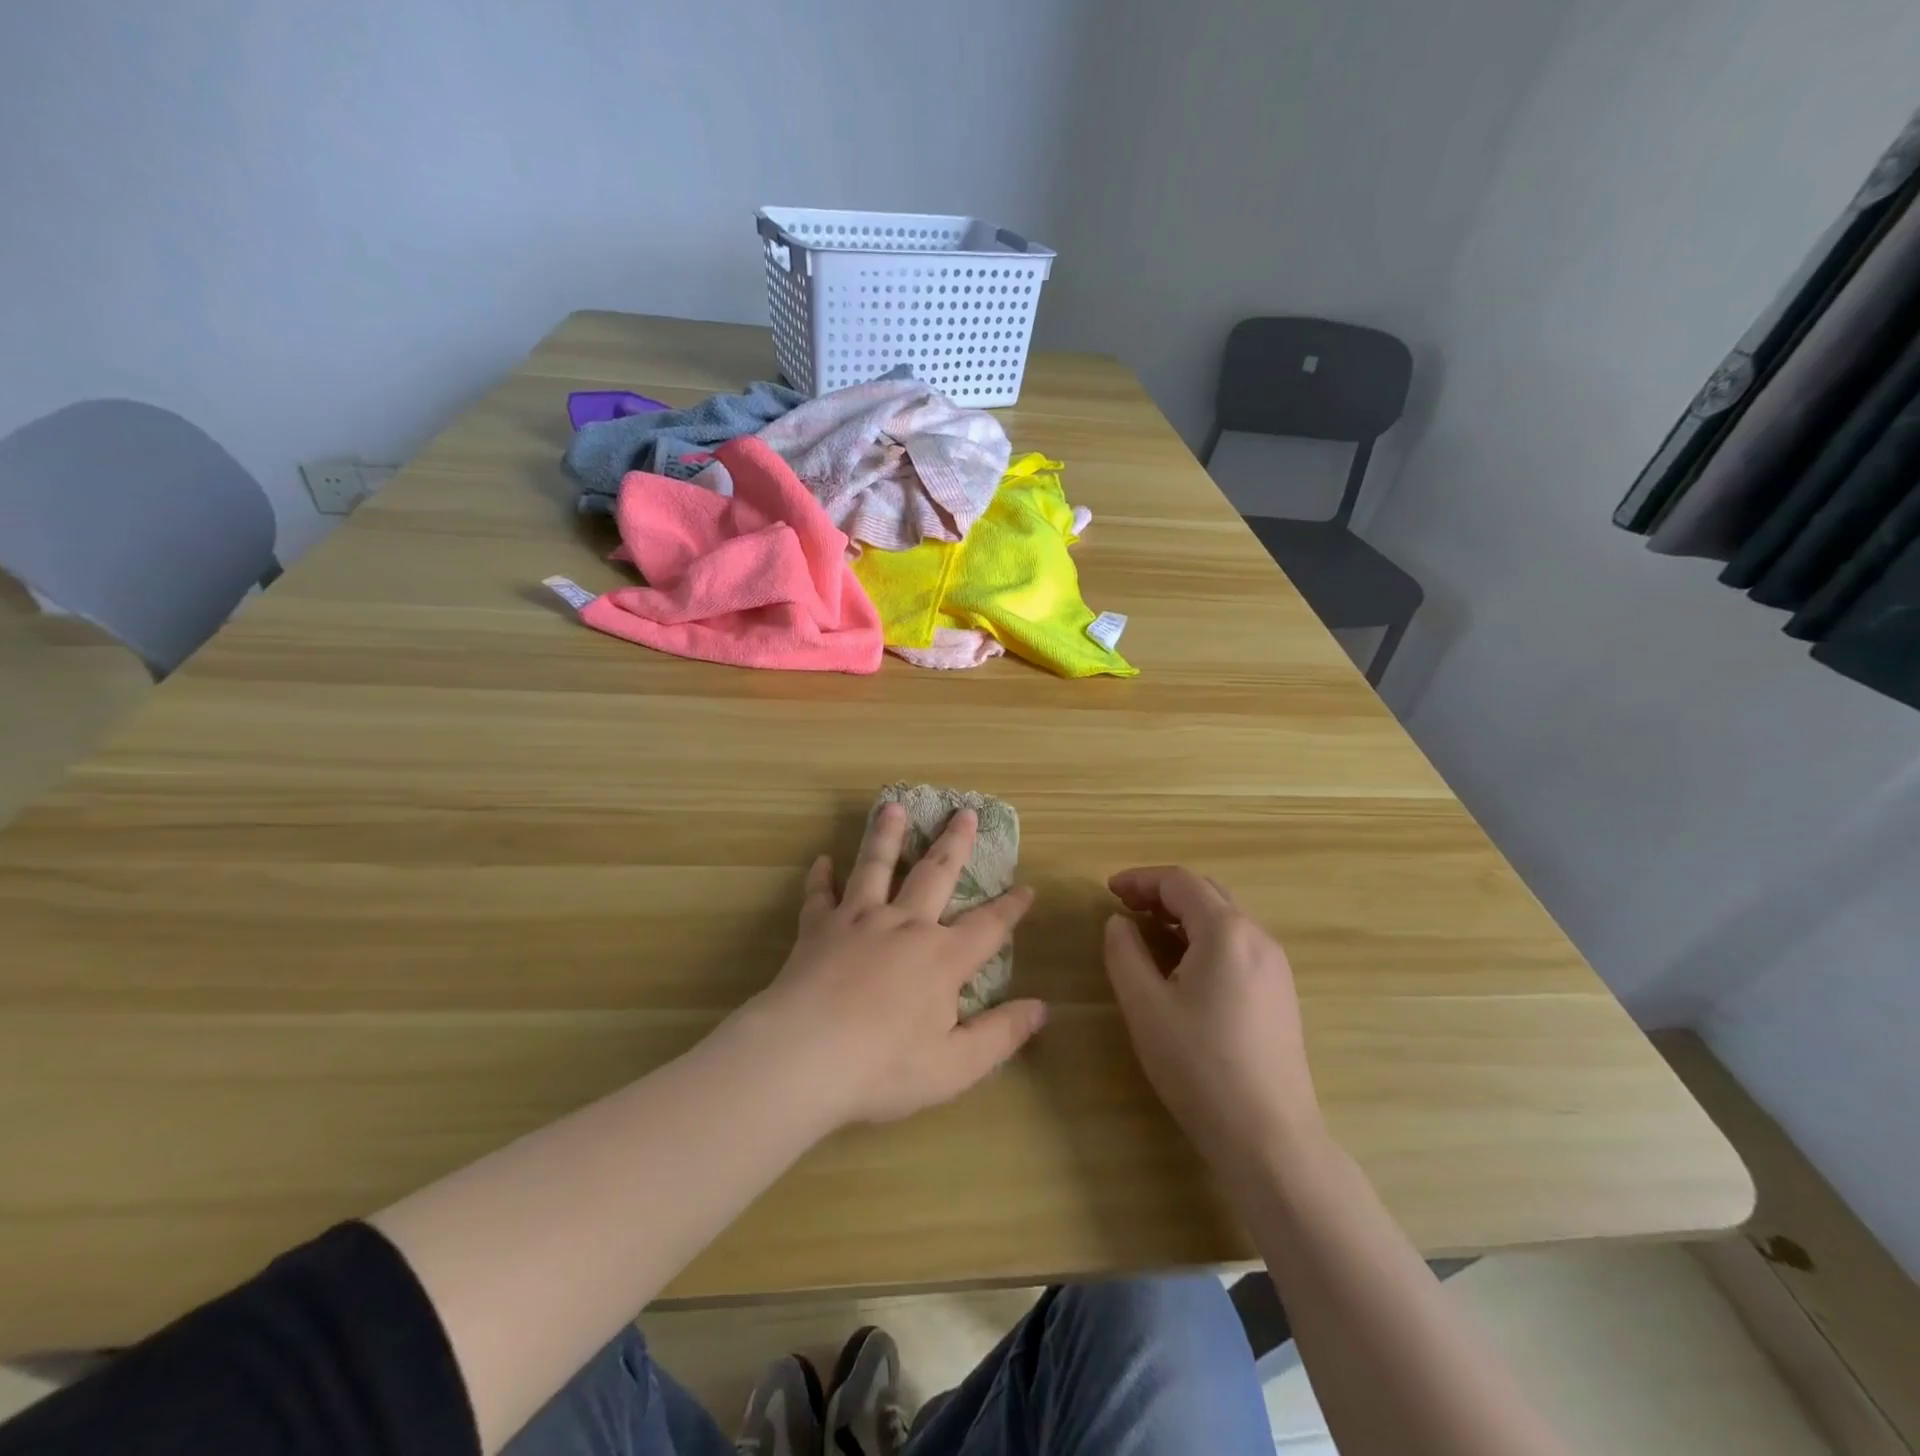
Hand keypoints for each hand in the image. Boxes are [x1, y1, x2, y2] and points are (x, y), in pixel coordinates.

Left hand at [748, 802, 1046, 1126]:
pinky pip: (820, 895)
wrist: (803, 1057)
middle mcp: (904, 925)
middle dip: (954, 842)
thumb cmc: (884, 1067)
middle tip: (964, 811)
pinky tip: (822, 860)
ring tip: (892, 806)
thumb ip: (1001, 1035)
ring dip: (886, 835)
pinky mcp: (818, 929)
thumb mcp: (956, 1066)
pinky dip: (821, 877)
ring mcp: (858, 921)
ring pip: (876, 866)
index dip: (1011, 908)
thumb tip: (1043, 1008)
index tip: (1027, 887)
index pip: (988, 927)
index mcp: (941, 958)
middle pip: (936, 873)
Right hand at [1103, 867, 1321, 1167]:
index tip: (1109, 890)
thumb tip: (1119, 922)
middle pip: (1207, 892)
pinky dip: (1205, 936)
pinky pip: (1239, 943)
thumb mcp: (1145, 1007)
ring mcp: (1276, 965)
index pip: (1180, 882)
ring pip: (1226, 917)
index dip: (1141, 879)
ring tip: (1149, 930)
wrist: (1269, 1137)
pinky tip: (1184, 964)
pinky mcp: (1281, 992)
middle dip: (1163, 892)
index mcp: (1226, 931)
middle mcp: (1258, 937)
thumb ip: (1125, 953)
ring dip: (1185, 913)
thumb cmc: (1199, 1066)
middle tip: (1125, 906)